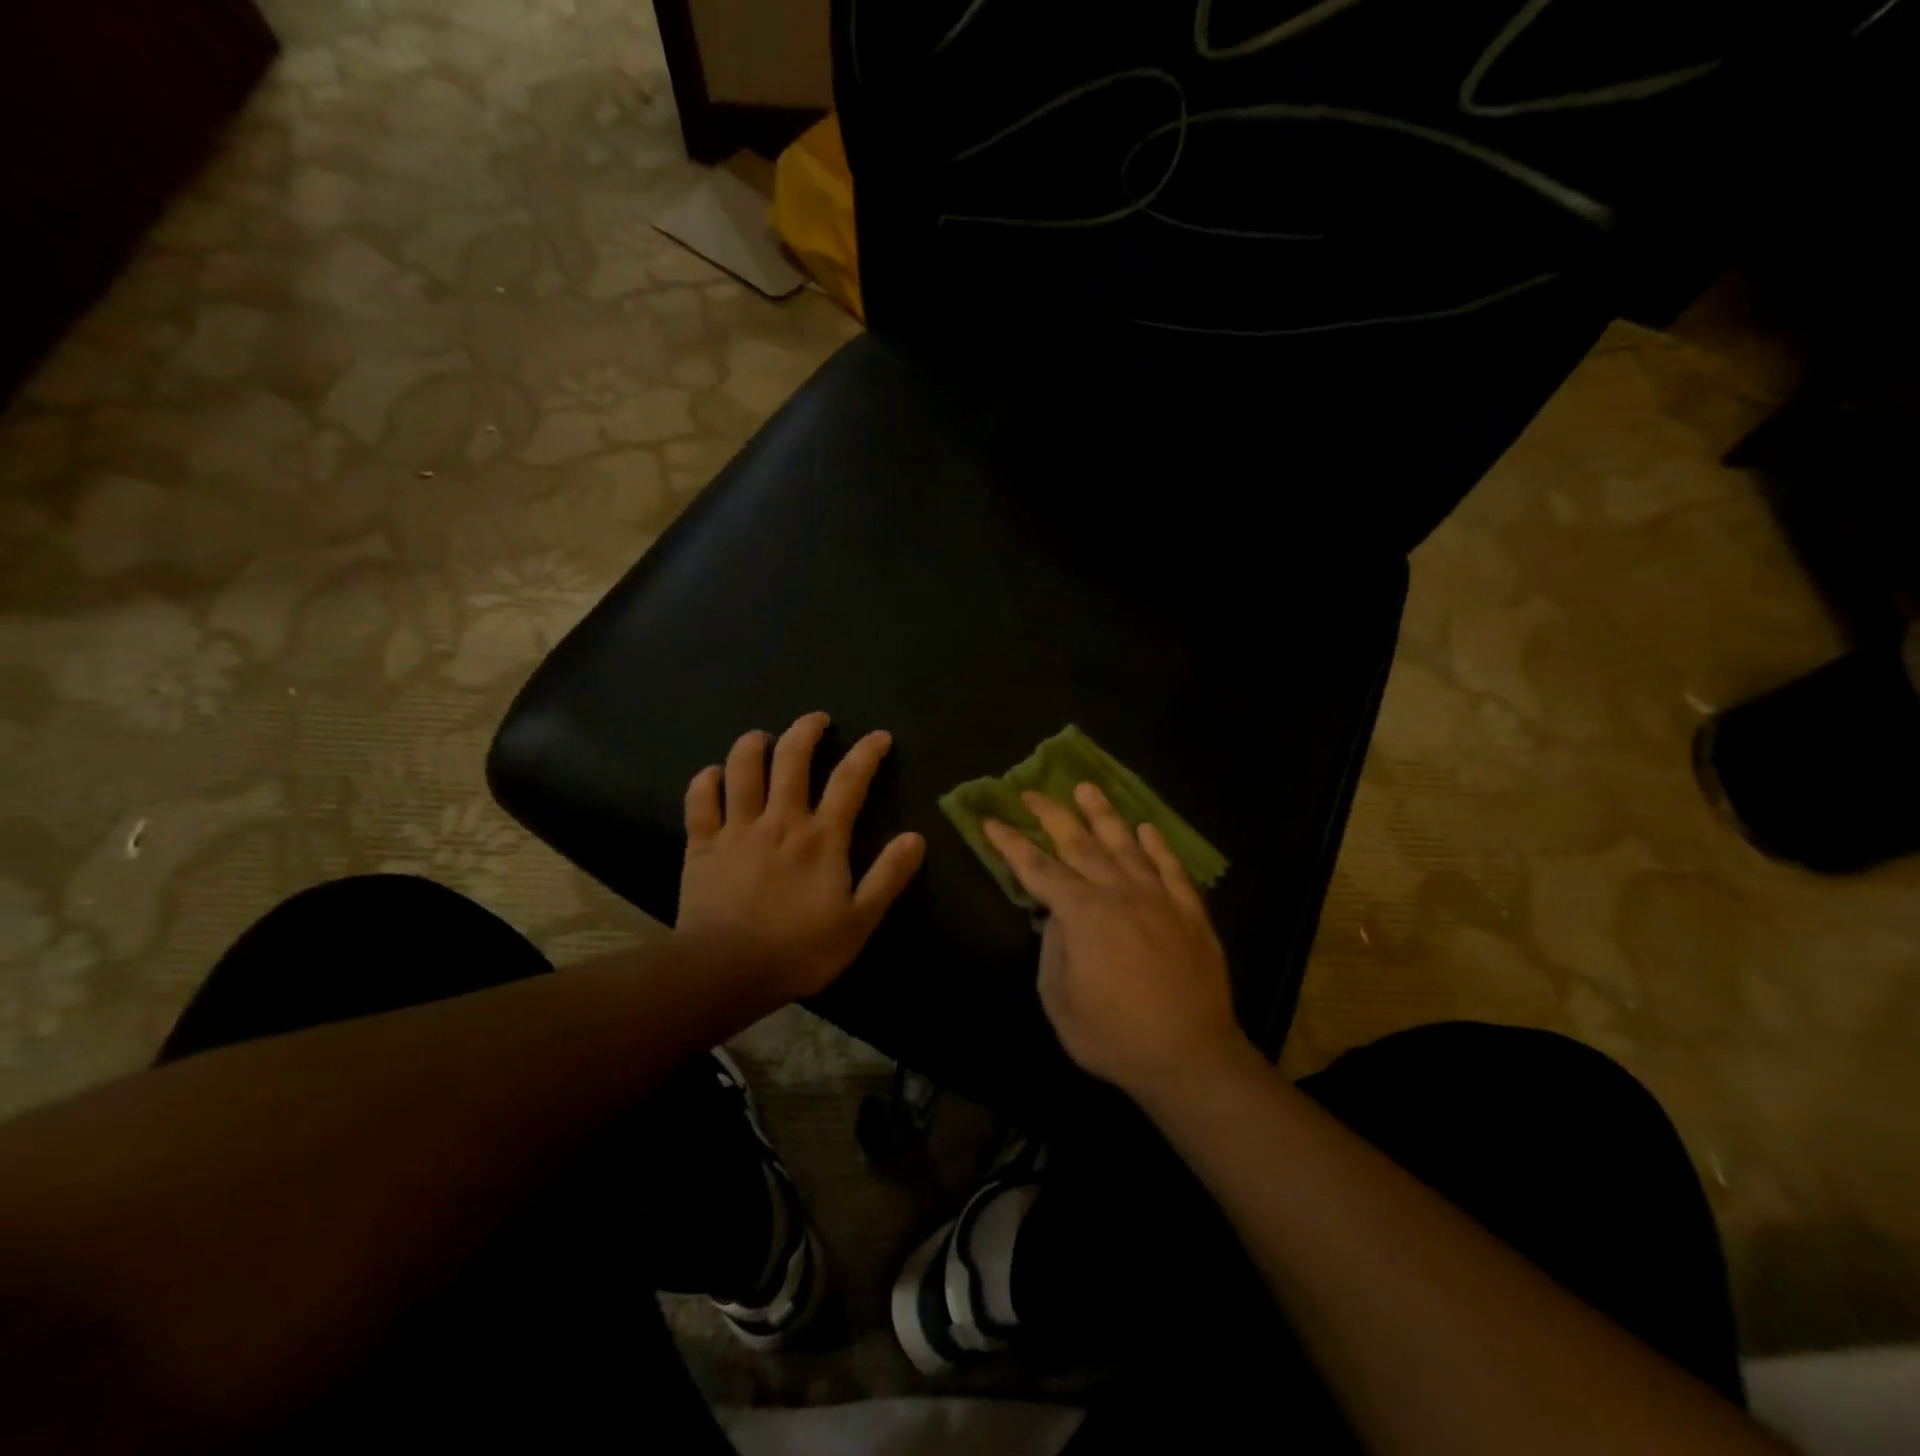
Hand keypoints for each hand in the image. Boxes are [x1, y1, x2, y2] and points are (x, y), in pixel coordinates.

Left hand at [677, 712, 924, 1010]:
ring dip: (754, 744)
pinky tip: (714, 775)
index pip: (849, 781)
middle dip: (806, 730)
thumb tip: (916, 837)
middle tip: (817, 719)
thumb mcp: (858, 921)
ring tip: (764, 738)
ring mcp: (736, 828)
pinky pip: (700, 799)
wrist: (726, 971)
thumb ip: (888, 877)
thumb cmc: (799, 950)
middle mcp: (779, 820)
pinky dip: (706, 780)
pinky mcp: (701, 844)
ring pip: (742, 767)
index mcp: (821, 837)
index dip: (867, 753)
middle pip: (792, 758)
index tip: (879, 736)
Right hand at [983, 784, 1245, 1099]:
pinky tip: (1147, 830)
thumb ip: (1054, 948)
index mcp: (1082, 912)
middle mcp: (1118, 892)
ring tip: (1087, 788)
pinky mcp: (1189, 912)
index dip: (1011, 844)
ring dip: (1103, 815)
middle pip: (1079, 844)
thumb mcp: (1060, 999)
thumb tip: (1057, 915)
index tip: (991, 820)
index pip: (1037, 868)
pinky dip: (1158, 846)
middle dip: (1052, 815)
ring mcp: (1158, 898)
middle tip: (1032, 791)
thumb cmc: (1114, 1035)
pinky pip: (1171, 868)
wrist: (1189, 1057)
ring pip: (1125, 845)